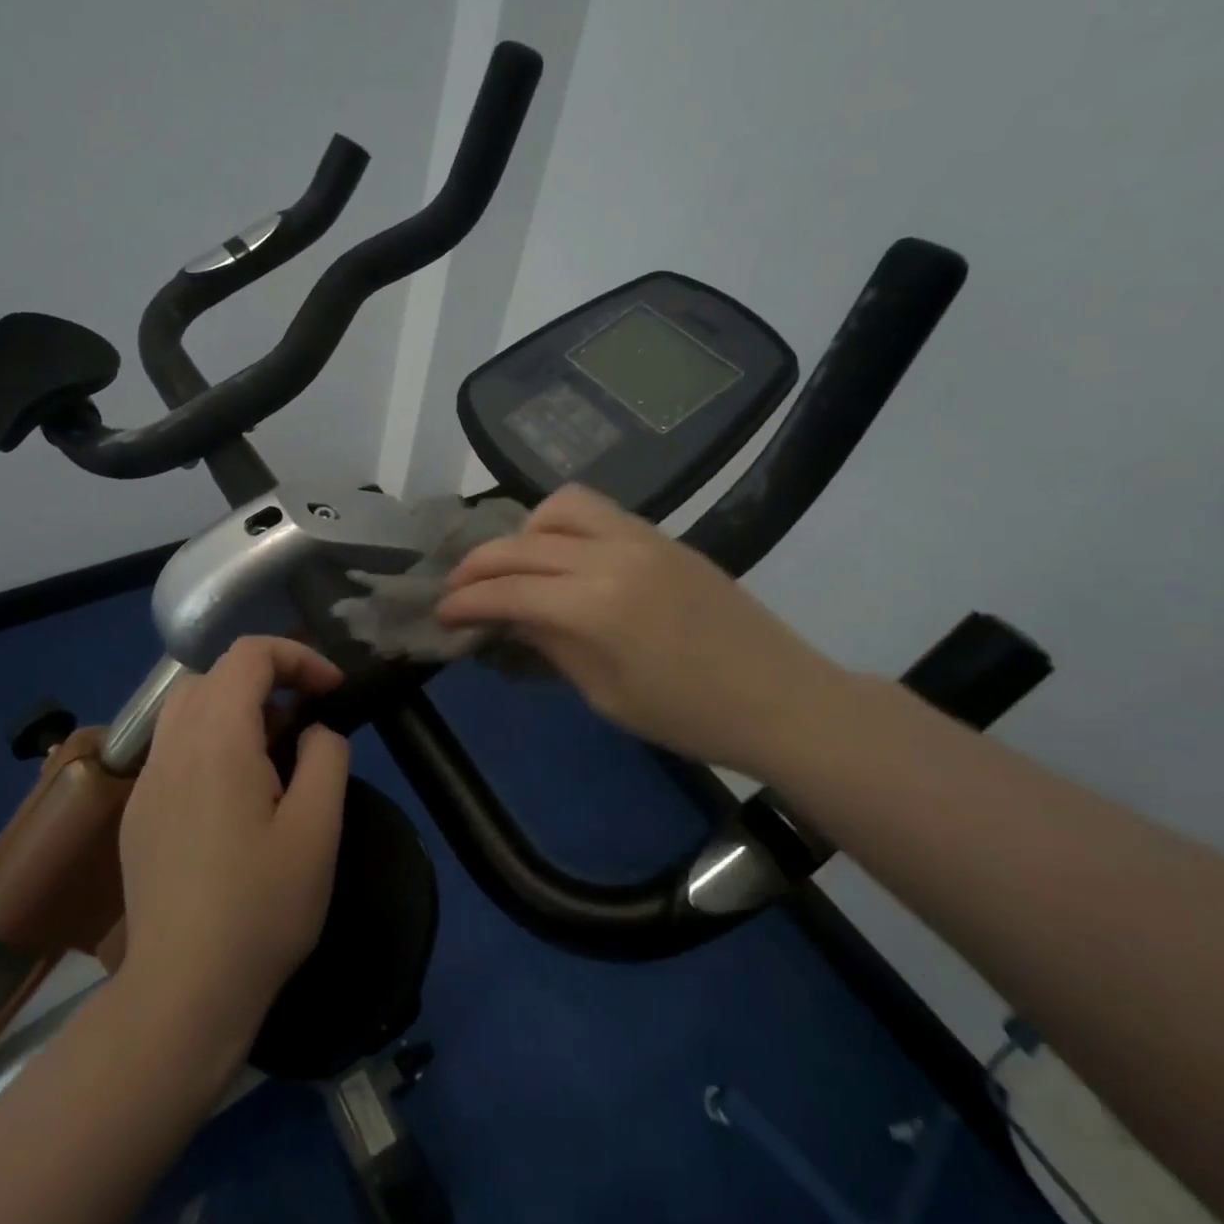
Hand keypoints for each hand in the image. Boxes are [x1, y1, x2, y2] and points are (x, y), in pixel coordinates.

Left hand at [117, 637, 349, 1052]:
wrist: (182, 993)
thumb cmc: (261, 909)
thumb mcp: (318, 830)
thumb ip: (326, 758)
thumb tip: (314, 730)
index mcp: (217, 742)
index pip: (248, 655)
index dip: (296, 656)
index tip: (331, 690)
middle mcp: (172, 748)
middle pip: (214, 674)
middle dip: (267, 679)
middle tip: (305, 720)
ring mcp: (147, 781)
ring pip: (187, 707)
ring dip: (235, 707)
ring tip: (272, 752)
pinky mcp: (137, 813)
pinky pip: (173, 747)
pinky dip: (209, 740)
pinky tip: (233, 796)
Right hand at [437, 484, 848, 780]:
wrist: (782, 699)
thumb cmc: (689, 716)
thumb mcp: (604, 693)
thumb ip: (549, 643)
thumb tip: (505, 616)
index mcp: (596, 605)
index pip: (509, 589)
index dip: (467, 600)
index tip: (441, 611)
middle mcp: (612, 555)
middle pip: (523, 543)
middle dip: (479, 564)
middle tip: (458, 589)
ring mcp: (642, 537)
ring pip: (561, 507)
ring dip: (524, 532)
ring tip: (517, 567)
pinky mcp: (663, 536)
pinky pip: (598, 512)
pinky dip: (563, 526)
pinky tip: (562, 558)